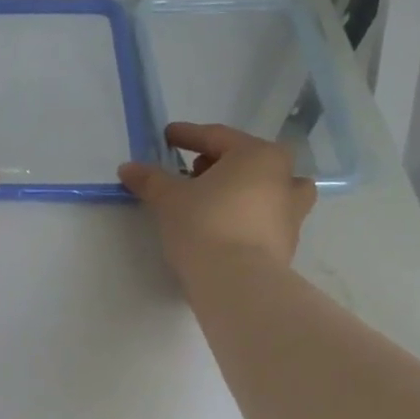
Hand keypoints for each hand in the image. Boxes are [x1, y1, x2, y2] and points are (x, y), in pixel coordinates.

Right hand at [119, 122, 316, 273]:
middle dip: (217, 163)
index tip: (168, 136)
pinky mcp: (286, 243)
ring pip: (266, 189)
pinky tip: (225, 228)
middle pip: (247, 161)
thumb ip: (150, 179)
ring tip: (217, 200)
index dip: (188, 136)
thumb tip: (128, 168)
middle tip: (190, 172)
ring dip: (243, 189)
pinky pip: (265, 218)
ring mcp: (291, 212)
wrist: (237, 282)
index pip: (217, 137)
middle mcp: (283, 177)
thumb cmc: (205, 225)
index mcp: (258, 155)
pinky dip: (248, 216)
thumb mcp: (169, 199)